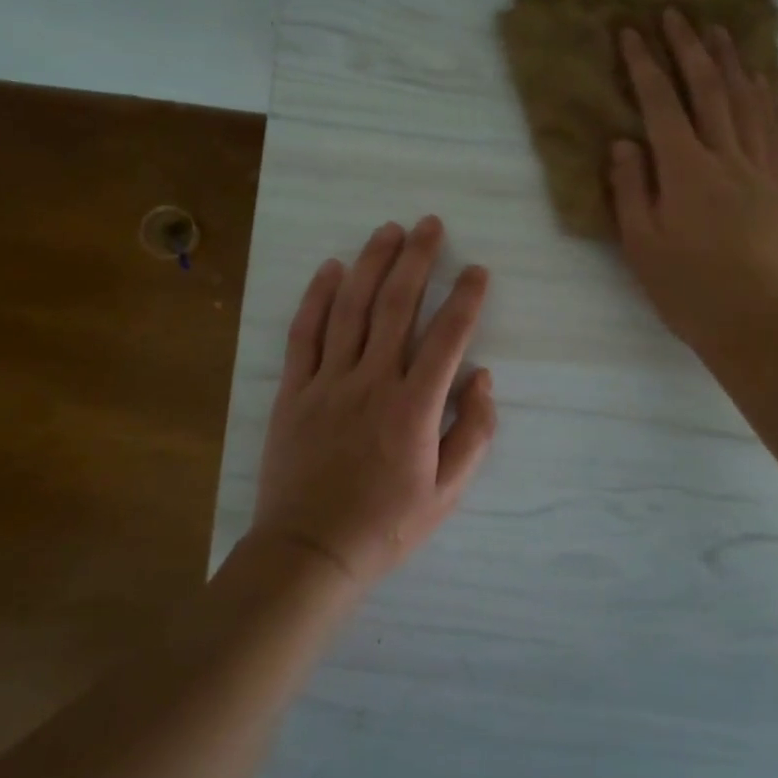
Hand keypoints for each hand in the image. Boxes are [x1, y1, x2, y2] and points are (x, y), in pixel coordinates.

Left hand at [250, 216, 495, 590]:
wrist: (310, 551)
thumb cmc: (386, 525)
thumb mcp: (448, 493)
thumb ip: (473, 433)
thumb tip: (483, 378)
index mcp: (414, 408)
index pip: (447, 337)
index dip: (466, 299)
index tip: (477, 271)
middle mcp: (372, 382)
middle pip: (396, 306)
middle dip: (417, 259)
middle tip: (430, 225)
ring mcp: (328, 382)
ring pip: (351, 308)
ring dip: (371, 264)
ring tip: (389, 231)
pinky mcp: (294, 390)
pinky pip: (305, 333)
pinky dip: (318, 297)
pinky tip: (331, 268)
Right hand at [611, 9, 777, 360]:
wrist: (757, 321)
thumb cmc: (687, 289)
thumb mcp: (641, 244)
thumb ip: (629, 188)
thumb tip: (623, 142)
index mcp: (684, 170)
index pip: (660, 104)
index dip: (644, 64)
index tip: (631, 32)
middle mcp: (724, 156)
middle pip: (706, 89)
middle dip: (688, 47)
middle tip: (675, 13)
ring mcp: (759, 167)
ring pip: (745, 100)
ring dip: (730, 61)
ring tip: (718, 30)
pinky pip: (773, 127)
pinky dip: (764, 96)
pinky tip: (760, 80)